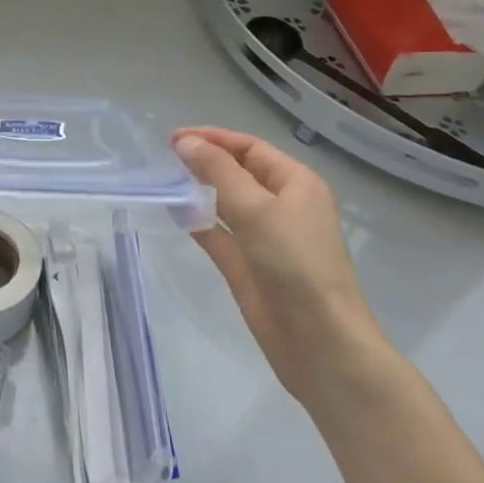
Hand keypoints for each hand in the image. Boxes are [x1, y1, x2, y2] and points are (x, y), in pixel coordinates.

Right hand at [173, 127, 382, 401]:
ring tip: (163, 179)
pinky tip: (173, 211)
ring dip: (198, 190)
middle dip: (204, 161)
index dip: (213, 139)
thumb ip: (218, 172)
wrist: (320, 344)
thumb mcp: (257, 210)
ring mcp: (264, 238)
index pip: (250, 148)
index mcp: (296, 184)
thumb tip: (186, 142)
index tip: (173, 138)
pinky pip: (218, 234)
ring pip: (225, 203)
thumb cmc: (296, 265)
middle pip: (238, 172)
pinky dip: (197, 221)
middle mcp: (282, 206)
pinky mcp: (247, 267)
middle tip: (163, 157)